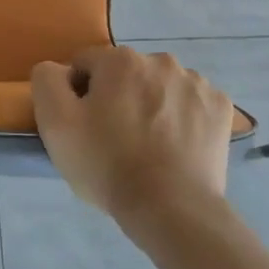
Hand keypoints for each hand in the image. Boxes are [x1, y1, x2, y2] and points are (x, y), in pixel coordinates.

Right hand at [32, 47, 236, 231]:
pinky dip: (182, 118)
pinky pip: (191, 104)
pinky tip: (175, 147)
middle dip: (117, 97)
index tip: (84, 127)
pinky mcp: (221, 108)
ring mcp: (197, 83)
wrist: (171, 208)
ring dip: (151, 105)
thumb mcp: (56, 123)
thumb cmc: (107, 164)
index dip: (79, 95)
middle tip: (113, 139)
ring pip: (160, 87)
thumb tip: (58, 69)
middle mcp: (161, 60)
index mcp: (120, 59)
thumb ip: (47, 81)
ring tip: (147, 146)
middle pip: (125, 74)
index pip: (86, 65)